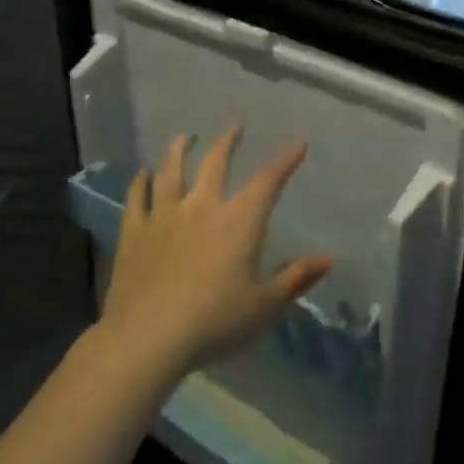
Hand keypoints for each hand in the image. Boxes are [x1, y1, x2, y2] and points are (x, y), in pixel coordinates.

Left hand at [99, 128, 333, 377]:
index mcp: (238, 222)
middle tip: (235, 127)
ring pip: (171, 171)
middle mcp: (202, 207)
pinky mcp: (134, 230)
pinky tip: (141, 173)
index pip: (268, 181)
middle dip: (228, 142)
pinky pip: (137, 197)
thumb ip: (296, 279)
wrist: (150, 336)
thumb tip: (329, 259)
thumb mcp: (265, 306)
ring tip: (185, 137)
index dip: (285, 160)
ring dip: (179, 150)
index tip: (298, 143)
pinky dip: (140, 182)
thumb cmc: (216, 322)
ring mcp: (164, 215)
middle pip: (215, 163)